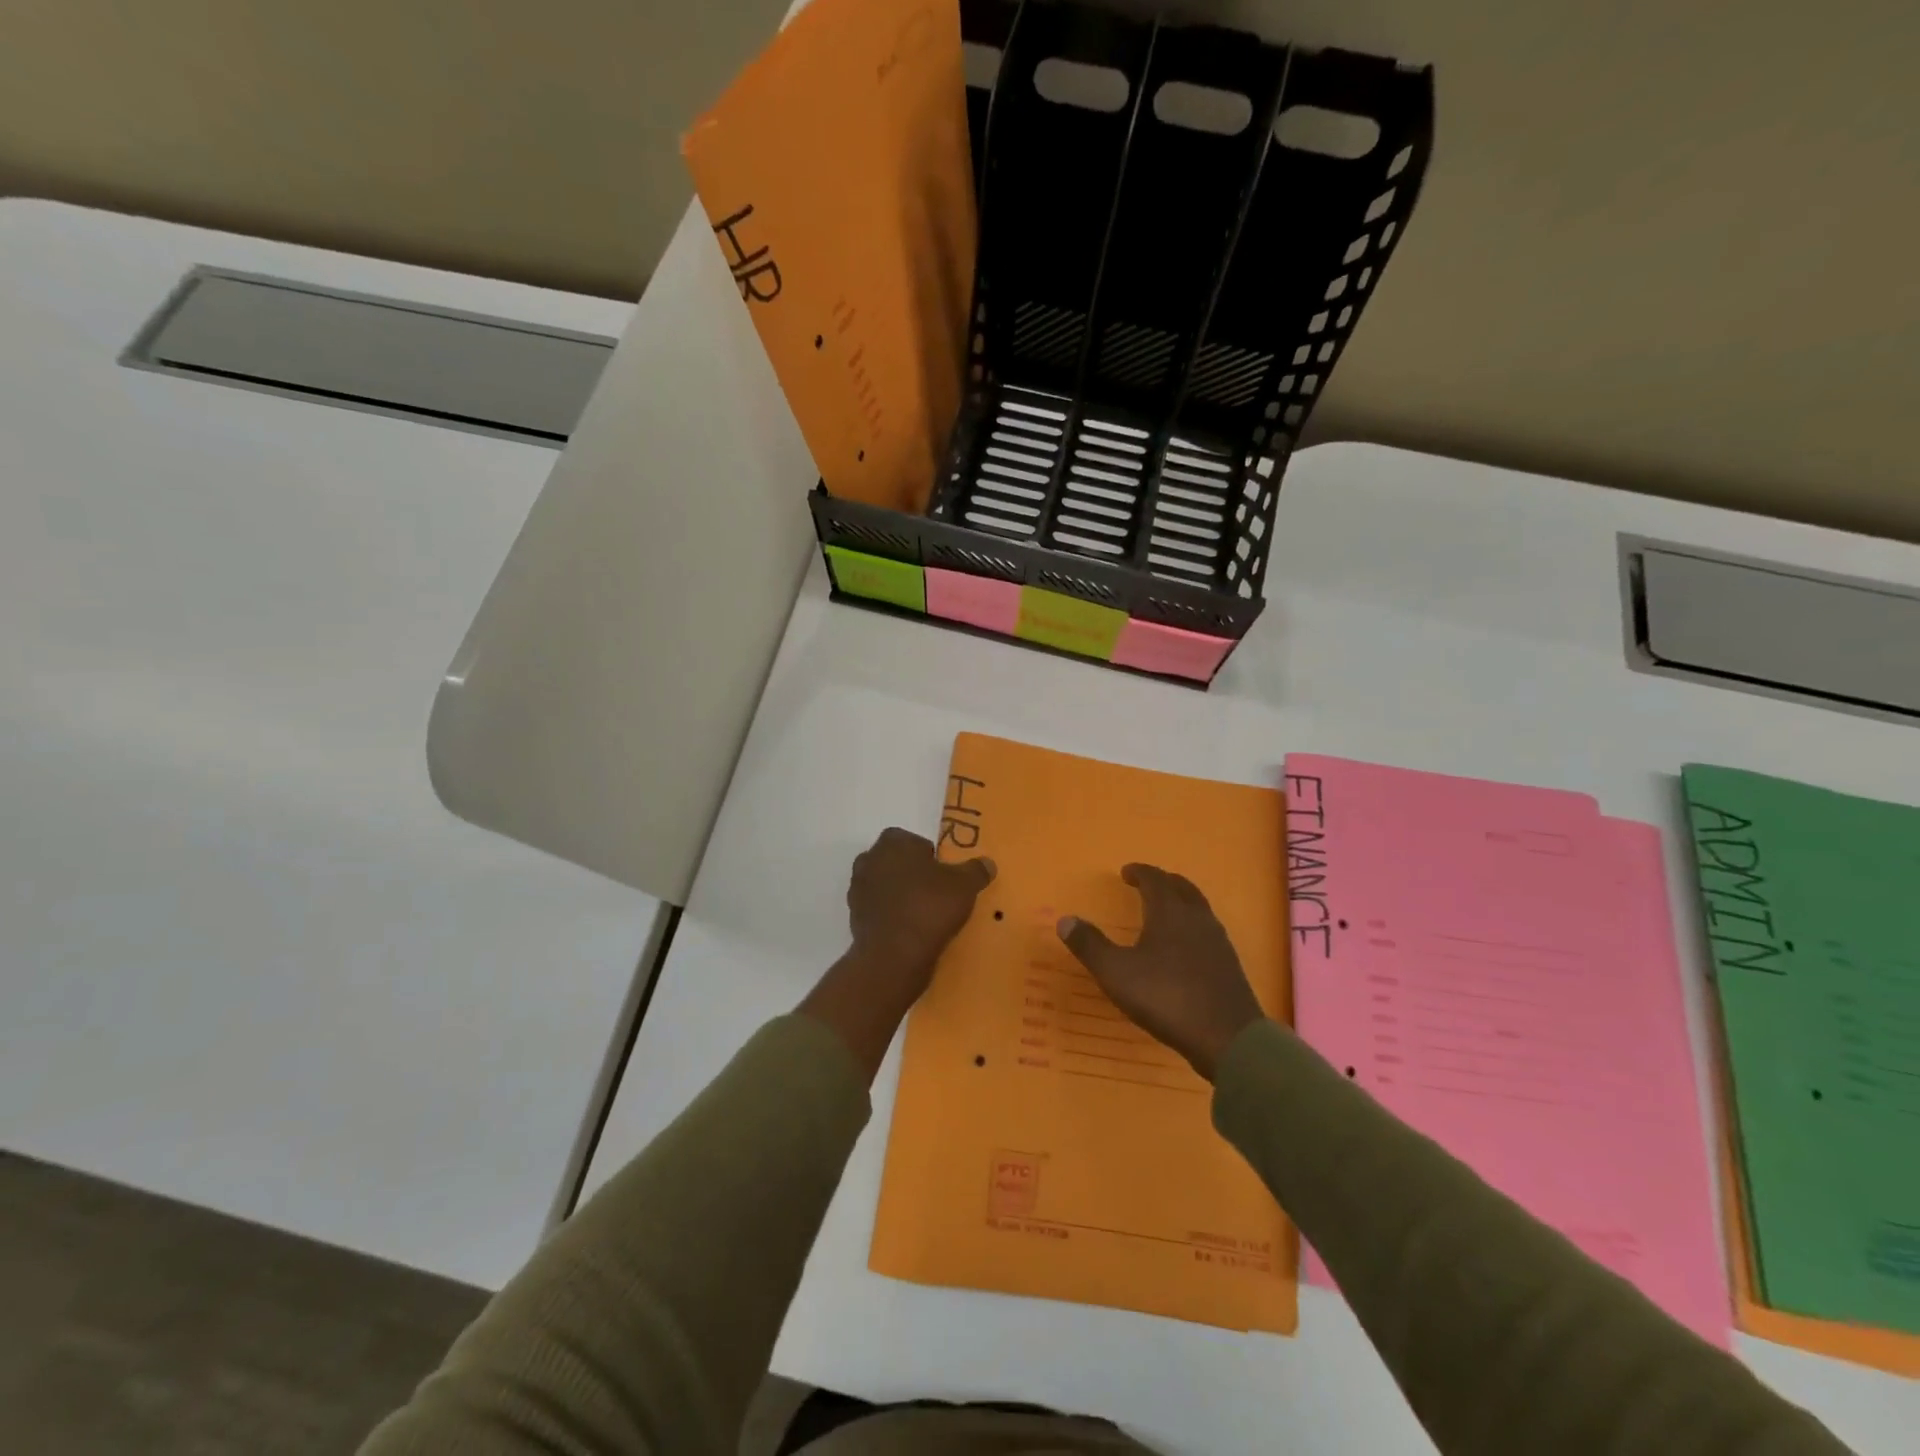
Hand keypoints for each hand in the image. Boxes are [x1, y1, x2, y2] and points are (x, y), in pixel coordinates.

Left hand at [845, 827, 995, 977]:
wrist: (893, 956)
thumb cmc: (929, 907)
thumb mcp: (965, 885)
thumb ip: (976, 870)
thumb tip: (988, 863)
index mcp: (892, 843)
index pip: (913, 841)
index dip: (930, 856)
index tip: (944, 875)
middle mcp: (869, 860)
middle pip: (897, 862)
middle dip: (913, 874)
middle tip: (937, 893)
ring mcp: (858, 890)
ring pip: (885, 887)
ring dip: (901, 896)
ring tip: (925, 915)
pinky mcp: (854, 919)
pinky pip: (879, 911)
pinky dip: (892, 917)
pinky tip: (911, 932)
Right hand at [1058, 864, 1263, 1081]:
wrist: (1228, 1038)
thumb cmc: (1166, 997)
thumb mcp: (1116, 973)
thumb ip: (1090, 945)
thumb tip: (1064, 920)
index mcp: (1169, 912)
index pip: (1155, 879)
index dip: (1139, 872)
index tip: (1126, 872)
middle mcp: (1197, 918)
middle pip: (1181, 887)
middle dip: (1162, 881)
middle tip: (1146, 884)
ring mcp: (1218, 941)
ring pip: (1198, 908)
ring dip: (1180, 902)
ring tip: (1164, 912)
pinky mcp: (1229, 965)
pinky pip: (1208, 931)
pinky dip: (1192, 926)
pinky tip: (1185, 948)